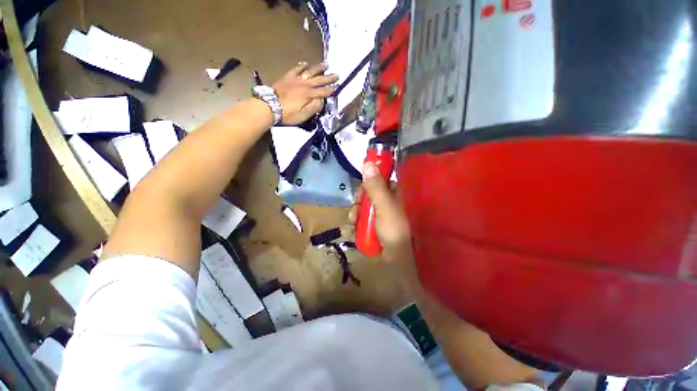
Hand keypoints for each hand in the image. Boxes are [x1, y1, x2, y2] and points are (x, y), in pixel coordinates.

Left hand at [272, 62, 338, 124]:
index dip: (331, 90)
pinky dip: (302, 66)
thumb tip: (322, 100)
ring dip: (318, 68)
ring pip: (310, 72)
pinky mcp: (287, 77)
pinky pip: (296, 69)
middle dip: (329, 78)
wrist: (269, 106)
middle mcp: (304, 85)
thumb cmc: (288, 114)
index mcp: (309, 95)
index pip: (323, 92)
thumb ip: (314, 107)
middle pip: (319, 80)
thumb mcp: (303, 115)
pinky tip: (305, 63)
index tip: (338, 87)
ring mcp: (296, 79)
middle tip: (337, 74)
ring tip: (325, 64)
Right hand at [349, 162, 412, 262]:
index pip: (380, 179)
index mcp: (395, 193)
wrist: (401, 261)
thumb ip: (375, 187)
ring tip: (353, 222)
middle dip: (359, 201)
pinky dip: (356, 223)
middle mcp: (388, 202)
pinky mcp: (375, 226)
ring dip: (355, 213)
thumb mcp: (384, 207)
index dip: (369, 181)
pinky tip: (351, 229)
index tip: (361, 187)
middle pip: (369, 194)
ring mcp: (381, 215)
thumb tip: (368, 163)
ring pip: (364, 207)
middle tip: (356, 208)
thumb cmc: (396, 230)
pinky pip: (363, 219)